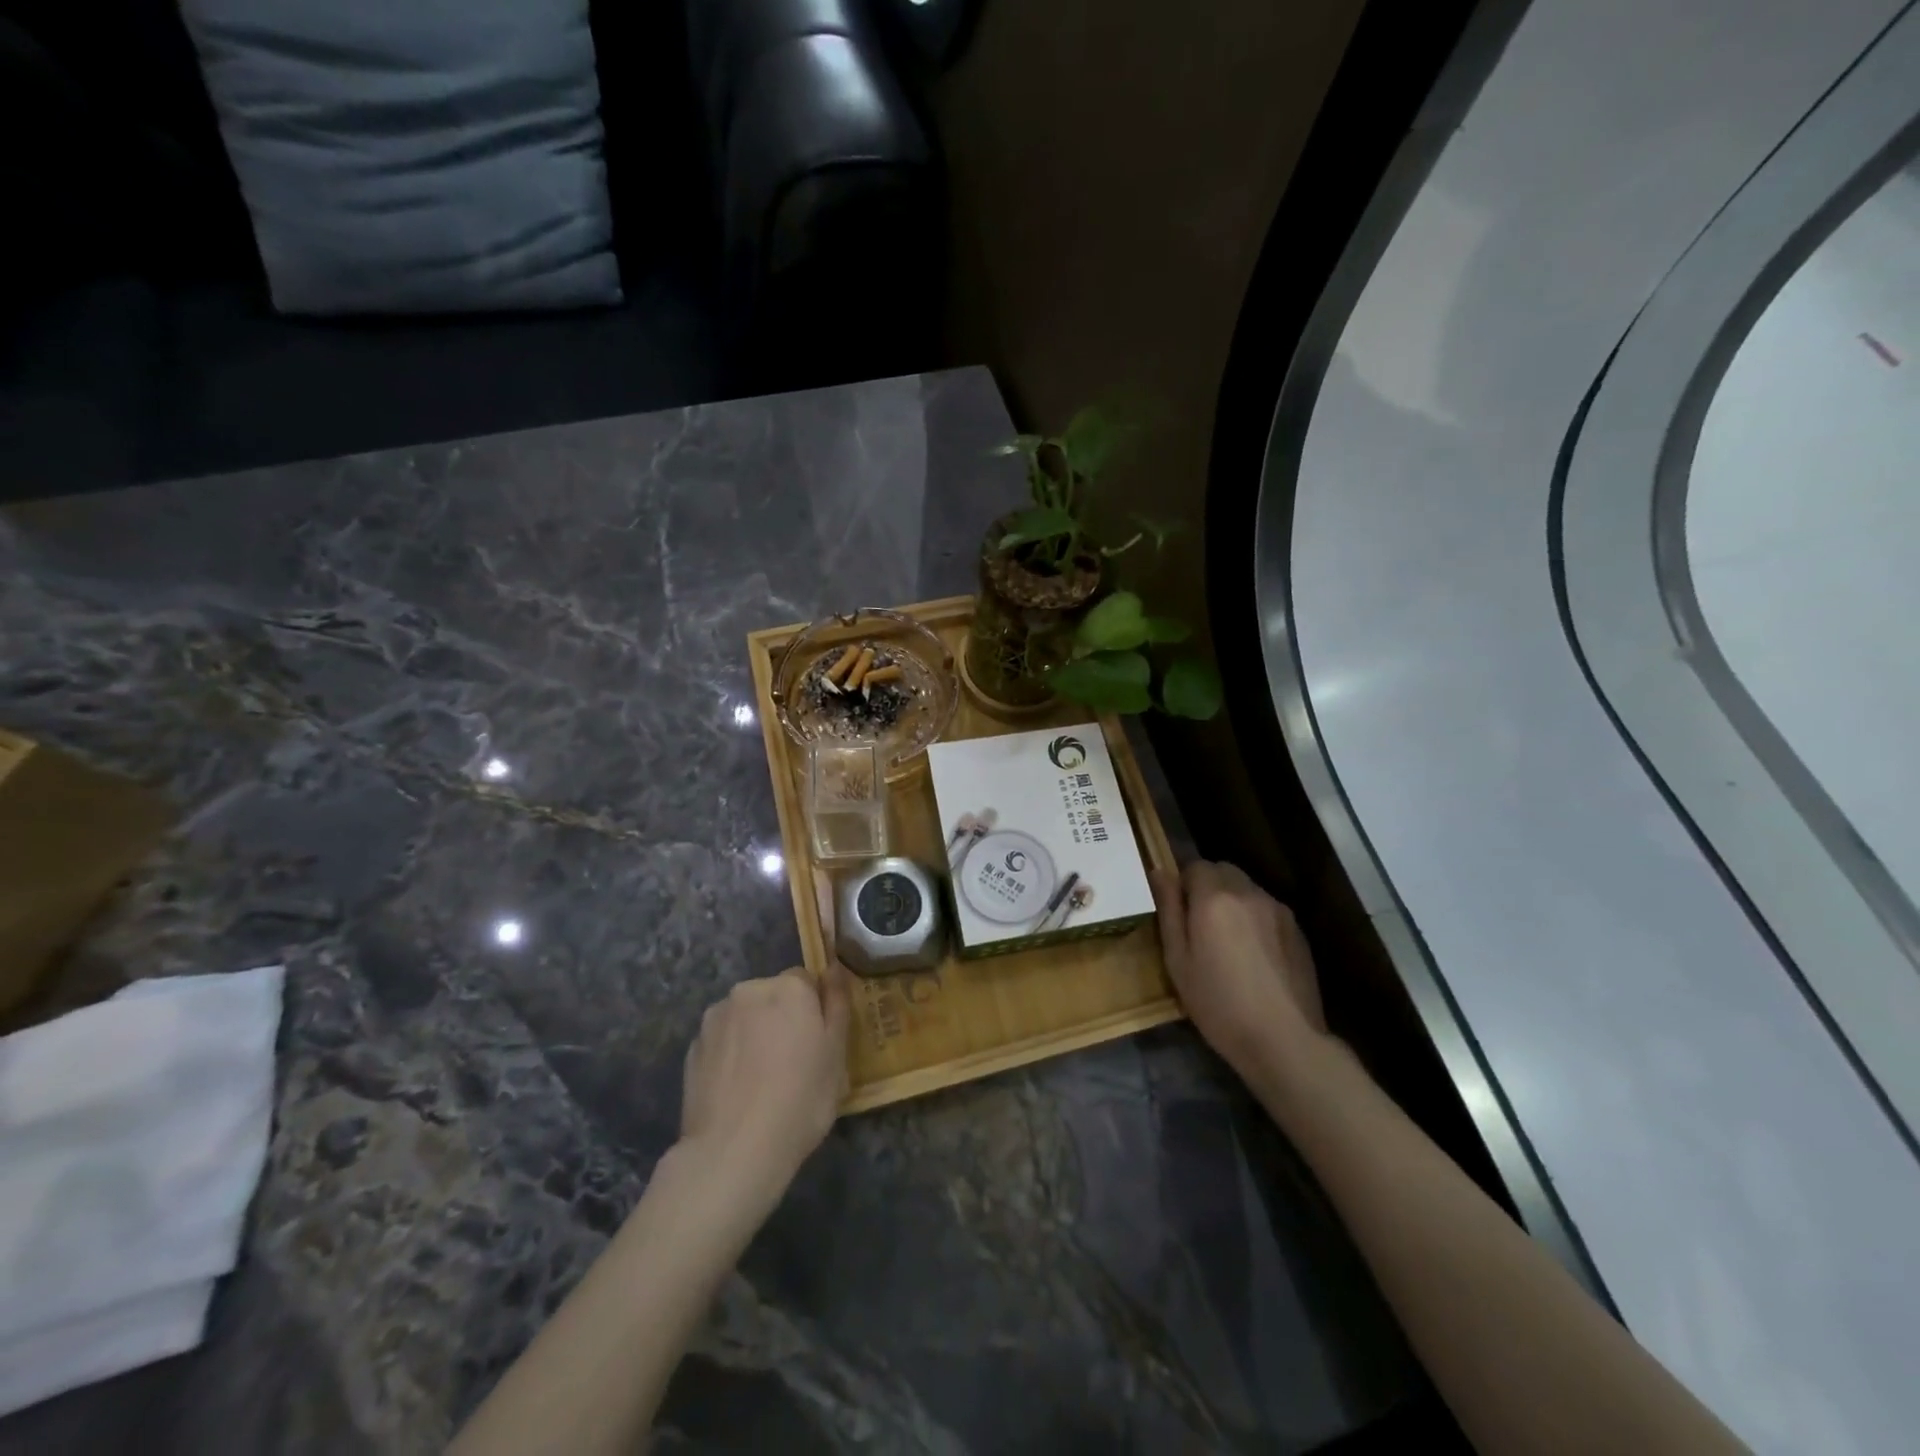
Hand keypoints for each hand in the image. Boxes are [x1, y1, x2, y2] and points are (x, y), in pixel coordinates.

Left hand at [679, 964, 850, 1208]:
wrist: (734, 1151)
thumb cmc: (801, 1099)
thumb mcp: (837, 1054)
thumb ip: (837, 1003)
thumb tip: (835, 968)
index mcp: (789, 988)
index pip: (807, 981)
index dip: (814, 1010)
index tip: (816, 1043)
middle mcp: (749, 990)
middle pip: (773, 996)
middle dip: (781, 1018)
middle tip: (792, 1063)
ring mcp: (715, 1018)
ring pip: (745, 1017)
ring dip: (754, 1033)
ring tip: (760, 1080)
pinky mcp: (693, 1047)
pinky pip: (722, 1041)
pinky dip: (731, 1054)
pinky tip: (737, 1090)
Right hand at [1151, 860, 1327, 1082]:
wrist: (1283, 1040)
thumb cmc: (1218, 1003)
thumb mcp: (1177, 959)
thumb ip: (1168, 909)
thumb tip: (1159, 873)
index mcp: (1214, 897)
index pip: (1195, 865)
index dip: (1183, 884)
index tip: (1180, 914)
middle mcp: (1249, 893)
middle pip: (1224, 871)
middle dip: (1208, 887)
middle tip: (1200, 926)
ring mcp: (1278, 910)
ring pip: (1247, 890)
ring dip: (1233, 902)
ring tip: (1229, 944)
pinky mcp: (1298, 931)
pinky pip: (1267, 910)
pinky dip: (1255, 920)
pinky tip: (1254, 957)